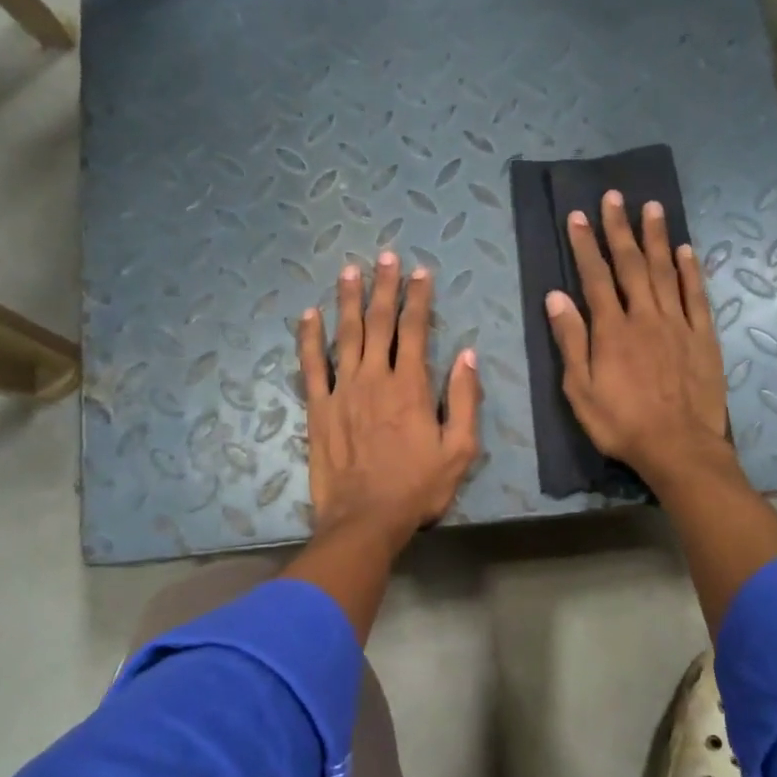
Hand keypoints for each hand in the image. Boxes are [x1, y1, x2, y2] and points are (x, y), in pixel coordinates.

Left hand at [297, 251, 482, 555]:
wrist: (366, 519)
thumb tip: (467, 355)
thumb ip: (465, 400)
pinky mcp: (319, 408)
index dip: (418, 298)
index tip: (420, 272)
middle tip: (385, 257)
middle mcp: (375, 378)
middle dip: (384, 287)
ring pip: (345, 335)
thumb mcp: (460, 450)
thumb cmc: (418, 487)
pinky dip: (309, 338)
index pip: (415, 330)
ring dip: (348, 300)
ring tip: (349, 271)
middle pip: (379, 323)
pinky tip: (309, 314)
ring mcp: (343, 391)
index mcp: (411, 386)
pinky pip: (312, 365)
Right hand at [544, 191, 732, 485]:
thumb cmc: (621, 423)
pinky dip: (691, 271)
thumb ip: (570, 341)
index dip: (585, 245)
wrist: (678, 447)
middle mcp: (645, 316)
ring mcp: (678, 324)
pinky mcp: (703, 337)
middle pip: (631, 265)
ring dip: (656, 238)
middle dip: (619, 229)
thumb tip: (555, 297)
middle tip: (614, 197)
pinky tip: (686, 250)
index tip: (577, 216)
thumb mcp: (581, 390)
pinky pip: (696, 296)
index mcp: (612, 330)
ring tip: (652, 207)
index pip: (595, 277)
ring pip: (666, 271)